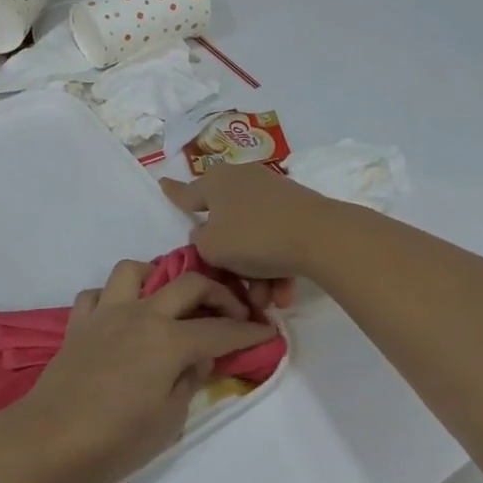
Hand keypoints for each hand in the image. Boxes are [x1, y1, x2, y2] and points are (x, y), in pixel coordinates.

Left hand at [0, 260, 276, 482]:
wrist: (48, 441)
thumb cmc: (116, 439)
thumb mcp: (169, 420)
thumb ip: (189, 380)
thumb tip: (199, 358)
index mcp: (169, 340)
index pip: (221, 330)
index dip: (249, 332)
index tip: (268, 332)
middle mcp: (141, 314)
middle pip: (188, 284)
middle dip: (219, 293)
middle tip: (232, 313)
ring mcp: (106, 314)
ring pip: (133, 270)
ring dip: (156, 278)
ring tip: (166, 302)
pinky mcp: (78, 324)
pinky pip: (96, 295)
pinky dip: (111, 299)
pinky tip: (119, 319)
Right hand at [161, 167, 340, 291]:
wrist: (320, 236)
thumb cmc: (254, 238)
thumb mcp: (211, 247)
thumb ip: (200, 243)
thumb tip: (208, 235)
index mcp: (216, 182)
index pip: (187, 192)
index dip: (174, 194)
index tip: (162, 184)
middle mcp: (243, 181)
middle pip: (226, 225)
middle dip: (230, 263)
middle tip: (234, 288)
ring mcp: (273, 194)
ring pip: (254, 238)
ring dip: (256, 273)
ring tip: (266, 301)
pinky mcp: (299, 210)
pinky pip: (277, 240)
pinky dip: (277, 266)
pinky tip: (284, 294)